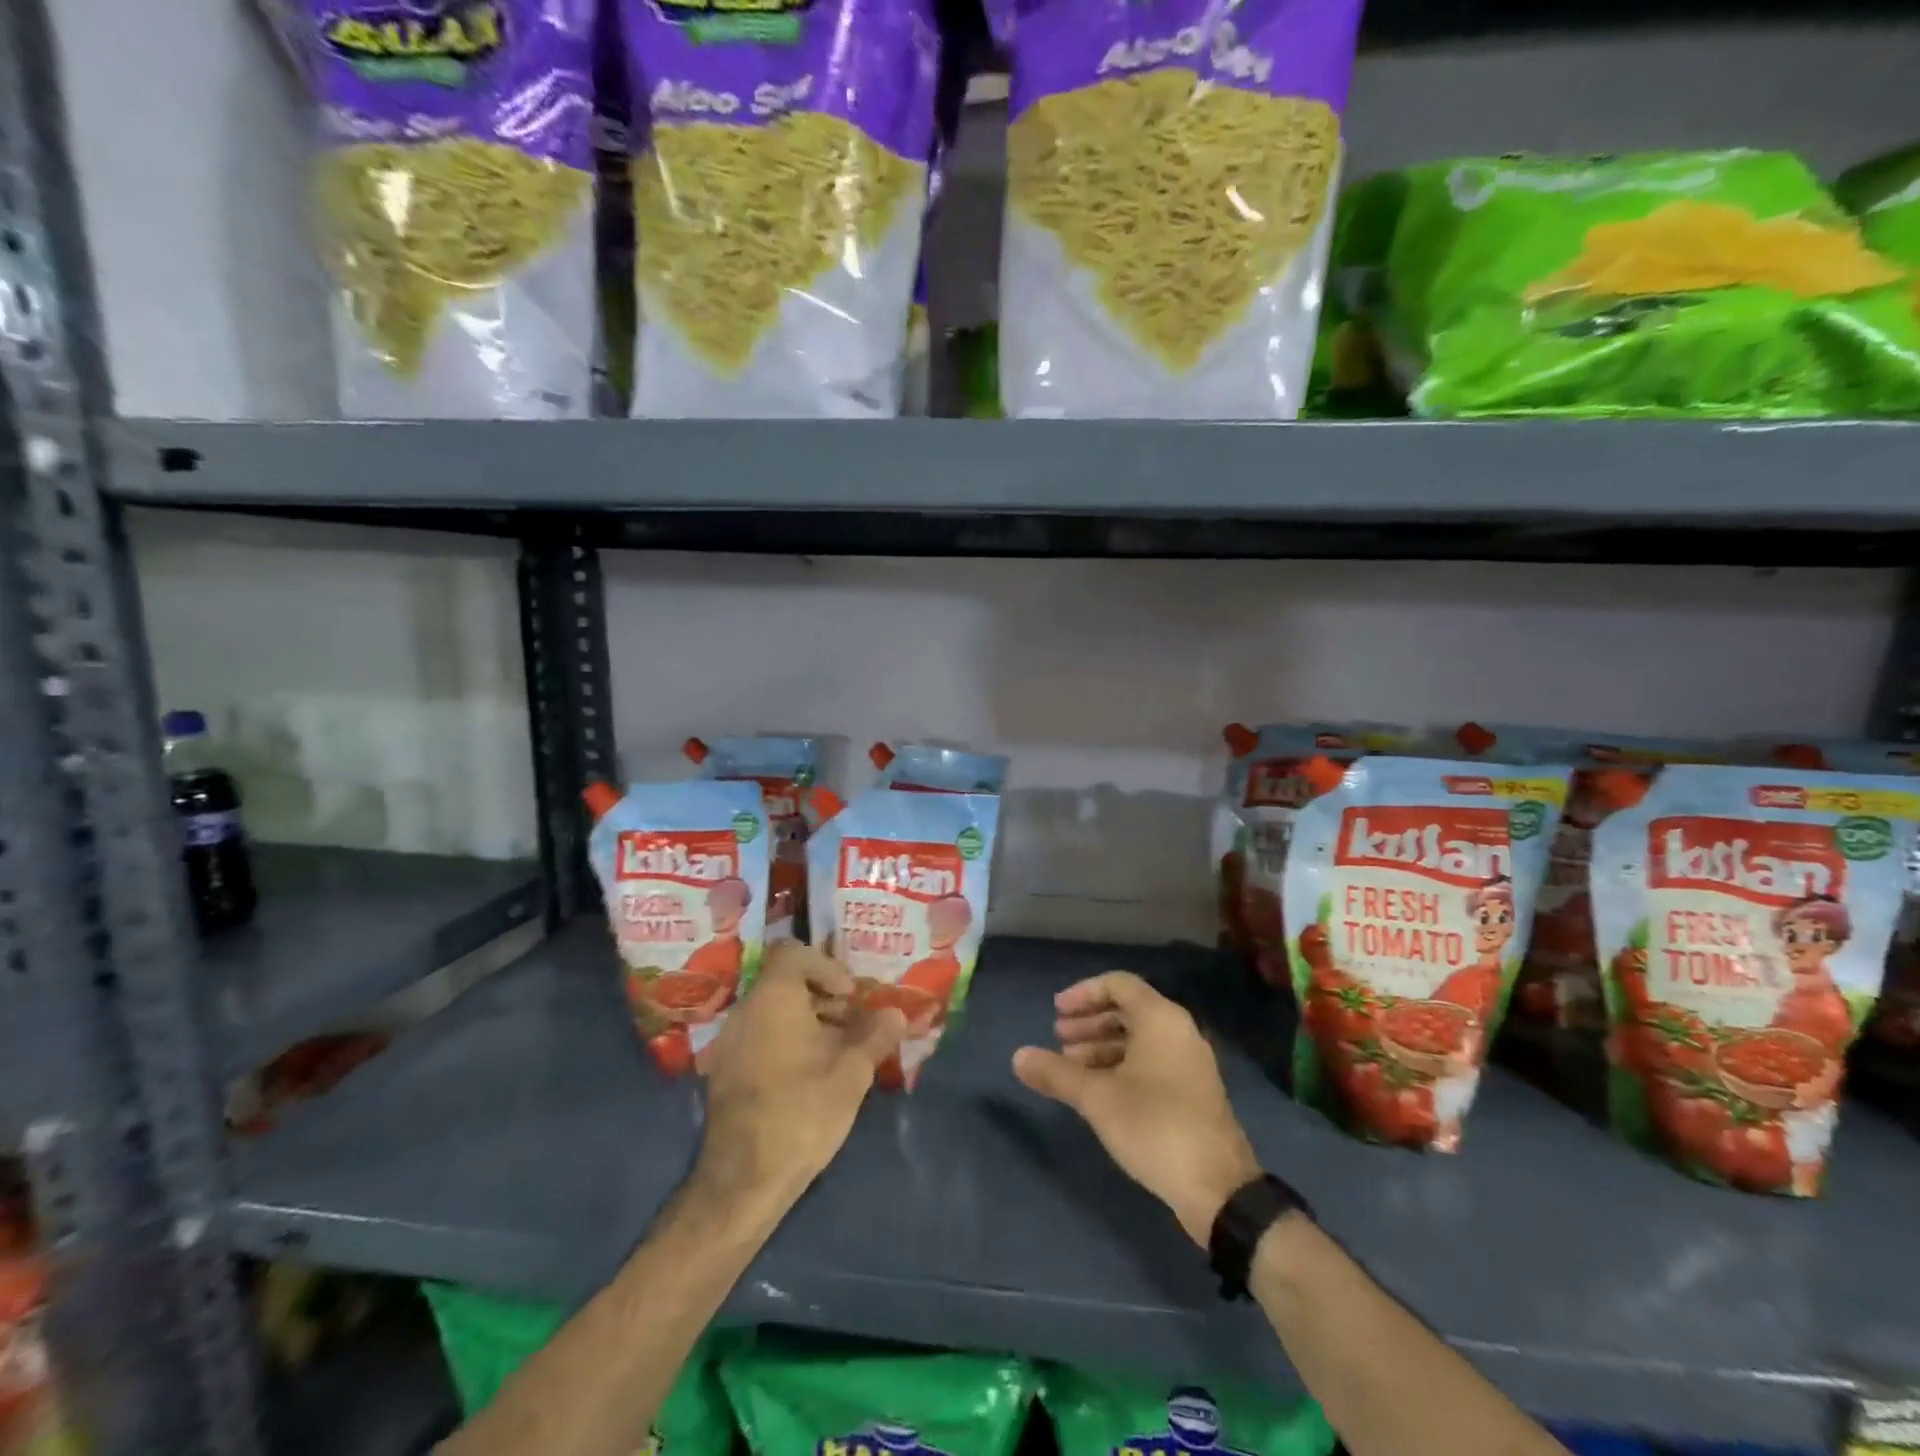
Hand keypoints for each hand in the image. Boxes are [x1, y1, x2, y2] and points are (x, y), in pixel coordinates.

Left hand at [693, 942, 906, 1213]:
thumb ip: (875, 1036)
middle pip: (784, 983)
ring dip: (808, 1021)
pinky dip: (788, 1042)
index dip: (825, 966)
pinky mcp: (726, 1073)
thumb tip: (896, 1014)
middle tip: (854, 1023)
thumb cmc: (802, 1111)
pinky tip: (812, 1075)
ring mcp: (729, 1044)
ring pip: (773, 1012)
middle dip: (823, 997)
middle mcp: (745, 1011)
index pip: (792, 953)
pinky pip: (760, 1037)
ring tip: (840, 1052)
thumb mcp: (851, 1072)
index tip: (849, 996)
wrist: (744, 1181)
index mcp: (771, 999)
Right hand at [1013, 971, 1261, 1246]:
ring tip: (1070, 1067)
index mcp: (1160, 1018)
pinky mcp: (1192, 1092)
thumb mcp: (1096, 1098)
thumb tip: (1017, 1057)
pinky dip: (1121, 1065)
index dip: (1083, 993)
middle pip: (1128, 1009)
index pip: (1118, 984)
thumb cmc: (1154, 1125)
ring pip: (1138, 1038)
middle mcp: (1179, 1031)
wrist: (1219, 1188)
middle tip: (1058, 1040)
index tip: (1055, 1012)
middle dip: (1089, 1021)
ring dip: (1101, 1046)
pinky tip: (1098, 1091)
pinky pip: (1151, 1061)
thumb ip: (1056, 1073)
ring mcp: (1189, 1063)